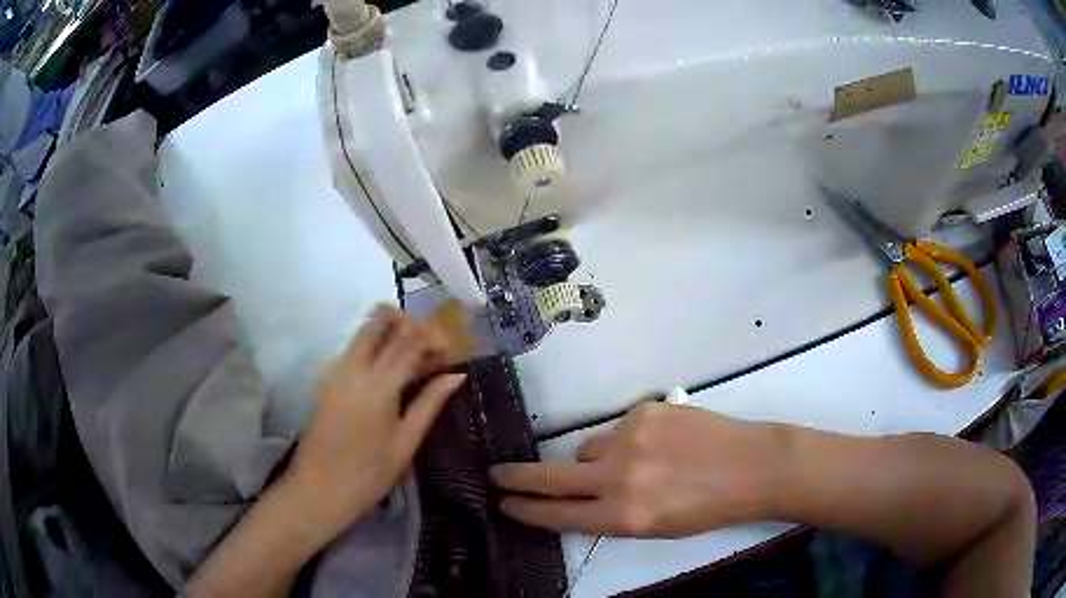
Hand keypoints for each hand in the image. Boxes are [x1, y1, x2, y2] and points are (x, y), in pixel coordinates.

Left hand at [287, 305, 465, 540]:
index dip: (433, 337)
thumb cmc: (369, 473)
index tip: (450, 351)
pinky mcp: (326, 381)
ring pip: (364, 333)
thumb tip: (456, 375)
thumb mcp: (406, 442)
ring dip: (391, 333)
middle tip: (430, 347)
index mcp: (379, 384)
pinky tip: (388, 370)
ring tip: (413, 357)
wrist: (319, 489)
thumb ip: (430, 402)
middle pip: (381, 324)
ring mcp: (336, 371)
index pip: (409, 341)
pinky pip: (353, 349)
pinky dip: (374, 347)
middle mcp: (354, 368)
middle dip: (409, 325)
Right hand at [489, 403, 784, 537]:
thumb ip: (611, 515)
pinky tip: (661, 443)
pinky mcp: (646, 410)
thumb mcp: (655, 528)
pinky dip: (629, 439)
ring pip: (589, 447)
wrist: (752, 466)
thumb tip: (579, 495)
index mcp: (624, 516)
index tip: (503, 503)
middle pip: (551, 475)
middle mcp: (619, 477)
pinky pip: (619, 427)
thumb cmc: (706, 508)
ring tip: (639, 463)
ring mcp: (631, 437)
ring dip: (598, 458)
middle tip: (497, 473)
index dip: (526, 510)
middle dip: (518, 477)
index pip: (558, 515)